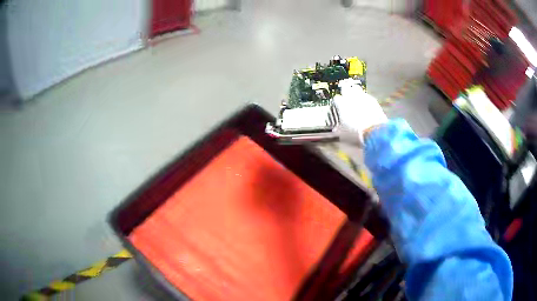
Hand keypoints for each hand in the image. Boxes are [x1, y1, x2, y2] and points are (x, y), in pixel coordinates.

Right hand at [334, 79, 387, 145]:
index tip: (337, 107)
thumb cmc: (357, 133)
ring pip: (357, 89)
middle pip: (346, 88)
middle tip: (345, 95)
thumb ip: (338, 129)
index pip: (336, 98)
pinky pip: (367, 96)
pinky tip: (366, 106)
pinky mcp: (373, 101)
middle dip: (345, 91)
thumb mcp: (342, 134)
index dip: (336, 103)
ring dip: (355, 93)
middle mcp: (351, 97)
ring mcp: (363, 97)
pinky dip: (365, 100)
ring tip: (356, 99)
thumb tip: (336, 130)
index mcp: (341, 104)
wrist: (374, 132)